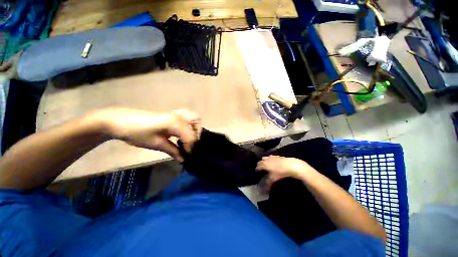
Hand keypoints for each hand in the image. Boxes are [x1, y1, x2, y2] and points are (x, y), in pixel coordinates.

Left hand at [91, 108, 201, 161]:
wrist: (119, 122)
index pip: (191, 136)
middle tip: (190, 144)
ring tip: (187, 139)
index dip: (191, 147)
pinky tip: (181, 133)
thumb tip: (184, 159)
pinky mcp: (171, 114)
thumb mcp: (156, 144)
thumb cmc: (137, 133)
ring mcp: (175, 113)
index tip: (188, 156)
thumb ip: (173, 151)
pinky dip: (189, 125)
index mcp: (176, 122)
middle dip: (196, 134)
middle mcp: (179, 116)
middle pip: (197, 122)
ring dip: (194, 128)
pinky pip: (187, 117)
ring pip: (193, 117)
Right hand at [256, 156, 312, 190]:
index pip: (257, 167)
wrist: (291, 165)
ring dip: (264, 162)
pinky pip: (271, 157)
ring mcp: (272, 157)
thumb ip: (267, 183)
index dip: (257, 171)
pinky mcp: (277, 156)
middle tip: (262, 171)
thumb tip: (261, 189)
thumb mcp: (273, 179)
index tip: (257, 174)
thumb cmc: (281, 172)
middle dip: (260, 165)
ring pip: (265, 158)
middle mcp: (266, 159)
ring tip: (267, 167)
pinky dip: (270, 160)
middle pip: (260, 162)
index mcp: (264, 164)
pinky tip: (273, 163)